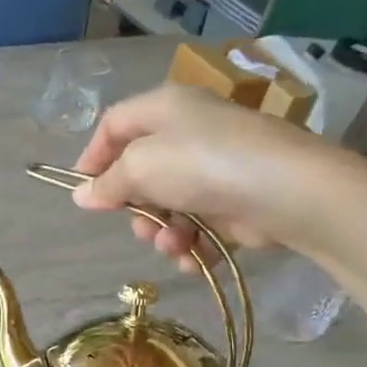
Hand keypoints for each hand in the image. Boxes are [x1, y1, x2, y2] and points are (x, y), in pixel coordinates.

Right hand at [70, 85, 356, 268]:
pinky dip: (191, 245)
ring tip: (173, 245)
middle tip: (138, 226)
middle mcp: (189, 133)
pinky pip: (197, 225)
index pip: (115, 124)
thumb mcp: (141, 167)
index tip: (82, 191)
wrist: (284, 191)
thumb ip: (108, 183)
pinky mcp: (233, 201)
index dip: (93, 156)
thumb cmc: (202, 164)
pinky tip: (193, 257)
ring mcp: (213, 168)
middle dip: (135, 207)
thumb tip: (82, 195)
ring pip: (168, 205)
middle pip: (141, 171)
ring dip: (163, 232)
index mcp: (165, 108)